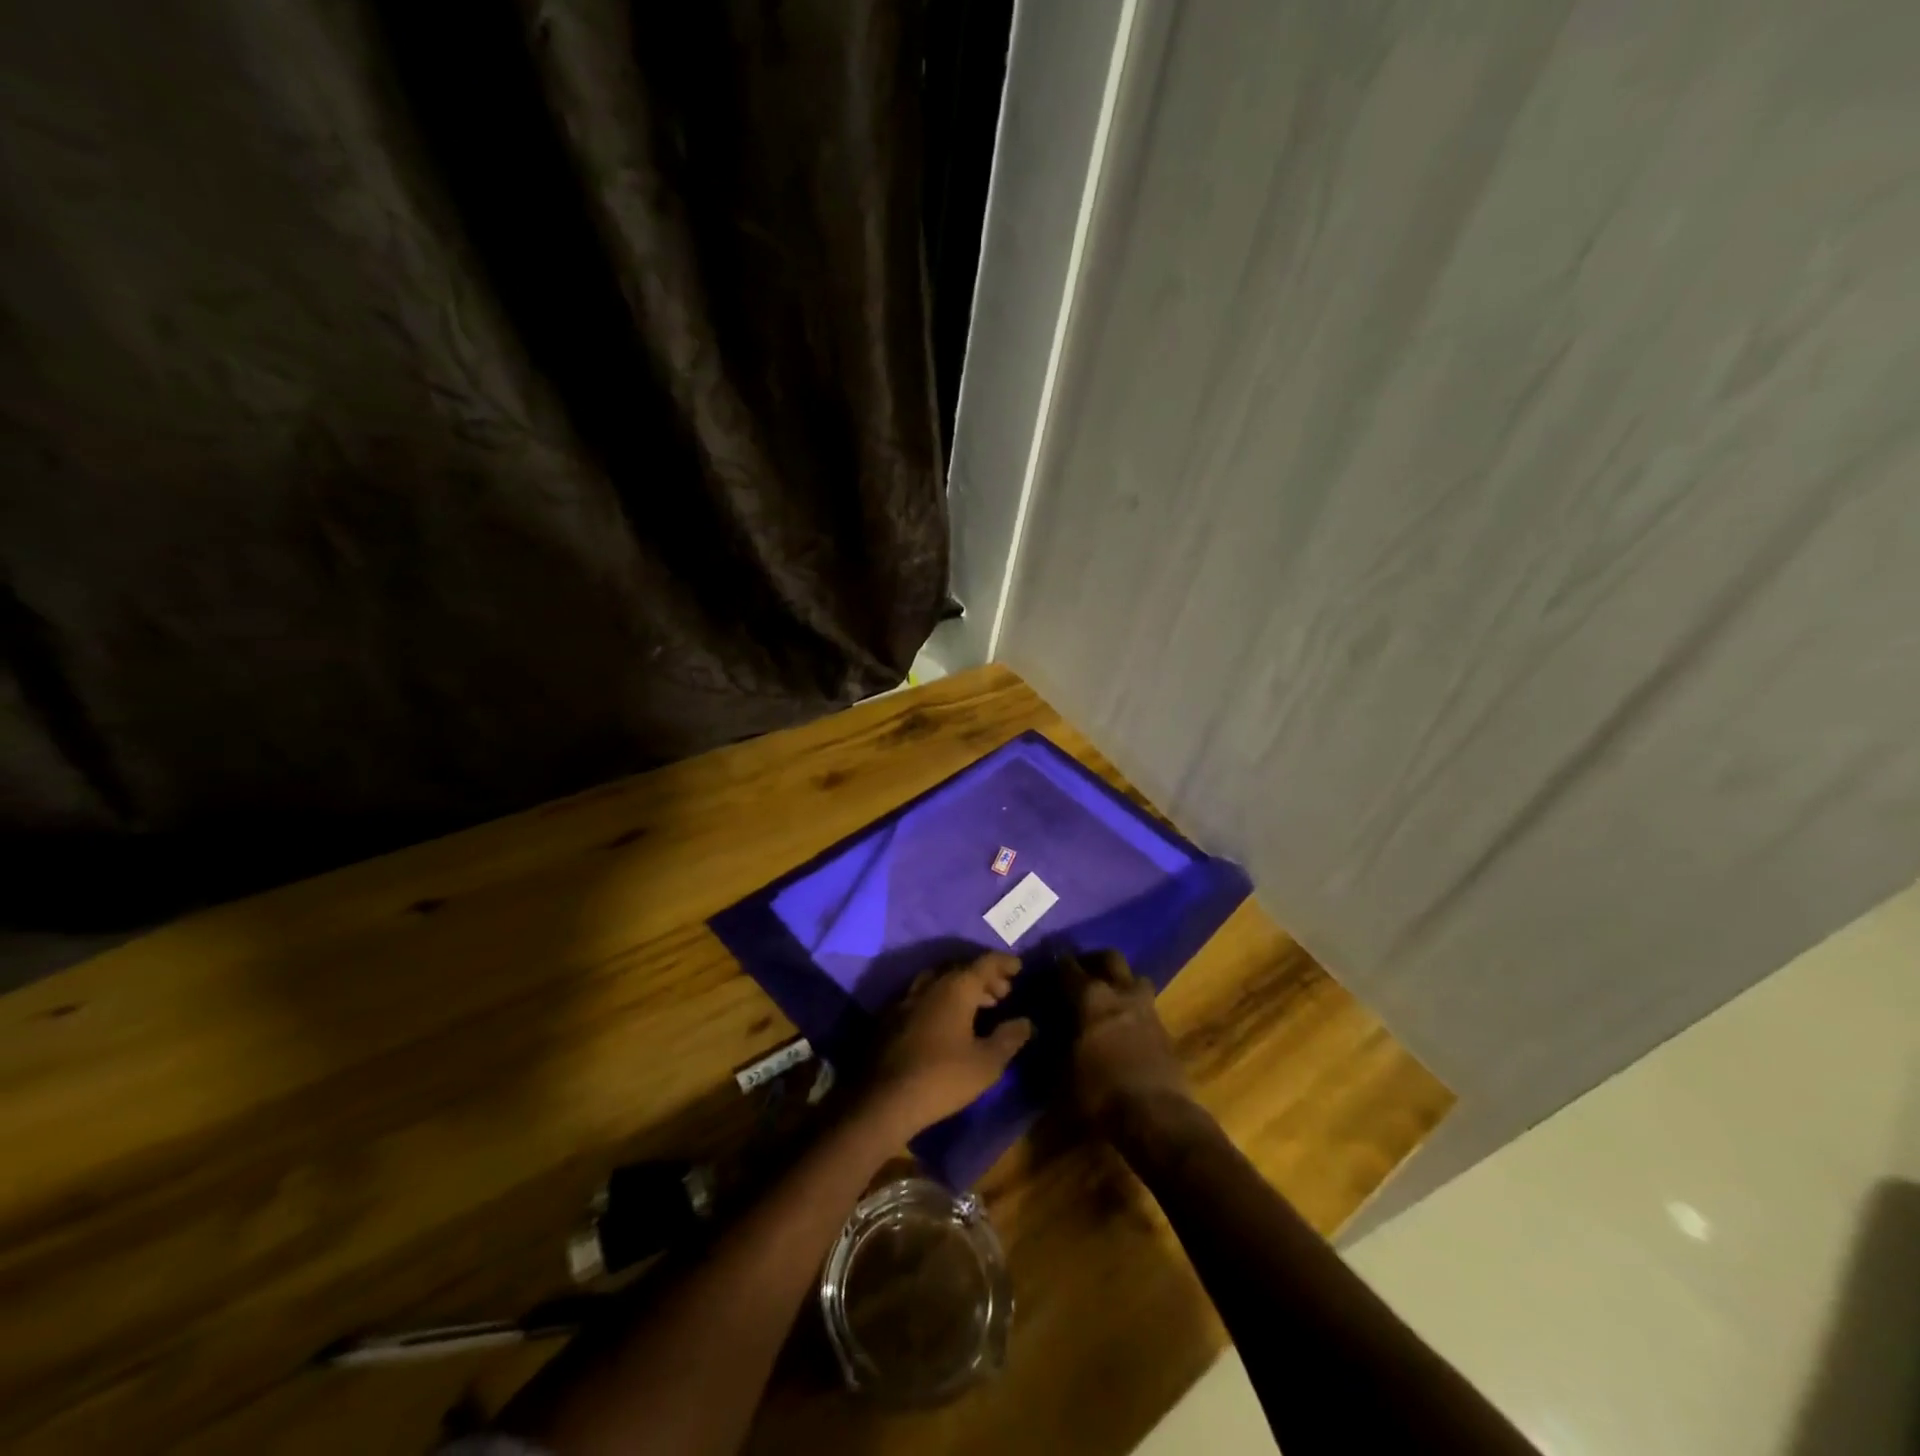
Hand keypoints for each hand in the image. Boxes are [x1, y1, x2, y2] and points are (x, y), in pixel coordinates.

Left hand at [868, 953, 1033, 1138]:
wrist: (884, 1101)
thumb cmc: (942, 1078)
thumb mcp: (986, 1063)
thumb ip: (1009, 1038)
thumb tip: (1027, 1022)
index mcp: (955, 988)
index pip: (985, 963)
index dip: (1004, 963)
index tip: (1019, 967)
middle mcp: (930, 985)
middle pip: (961, 969)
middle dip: (984, 977)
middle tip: (1003, 991)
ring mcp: (906, 999)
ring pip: (940, 981)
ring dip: (962, 987)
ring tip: (979, 1006)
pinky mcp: (891, 1018)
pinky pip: (923, 996)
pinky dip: (942, 999)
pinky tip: (947, 1020)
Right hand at [1060, 950, 1189, 1132]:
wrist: (1157, 1117)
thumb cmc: (1101, 1093)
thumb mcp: (1063, 1074)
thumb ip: (1057, 1045)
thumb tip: (1048, 1034)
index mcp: (1091, 998)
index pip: (1069, 968)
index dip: (1058, 963)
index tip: (1051, 962)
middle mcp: (1121, 994)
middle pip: (1111, 958)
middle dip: (1095, 960)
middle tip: (1083, 971)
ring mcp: (1147, 1010)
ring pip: (1136, 978)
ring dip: (1122, 981)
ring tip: (1110, 995)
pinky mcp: (1165, 1030)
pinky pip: (1147, 1006)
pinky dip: (1134, 1008)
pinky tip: (1126, 1025)